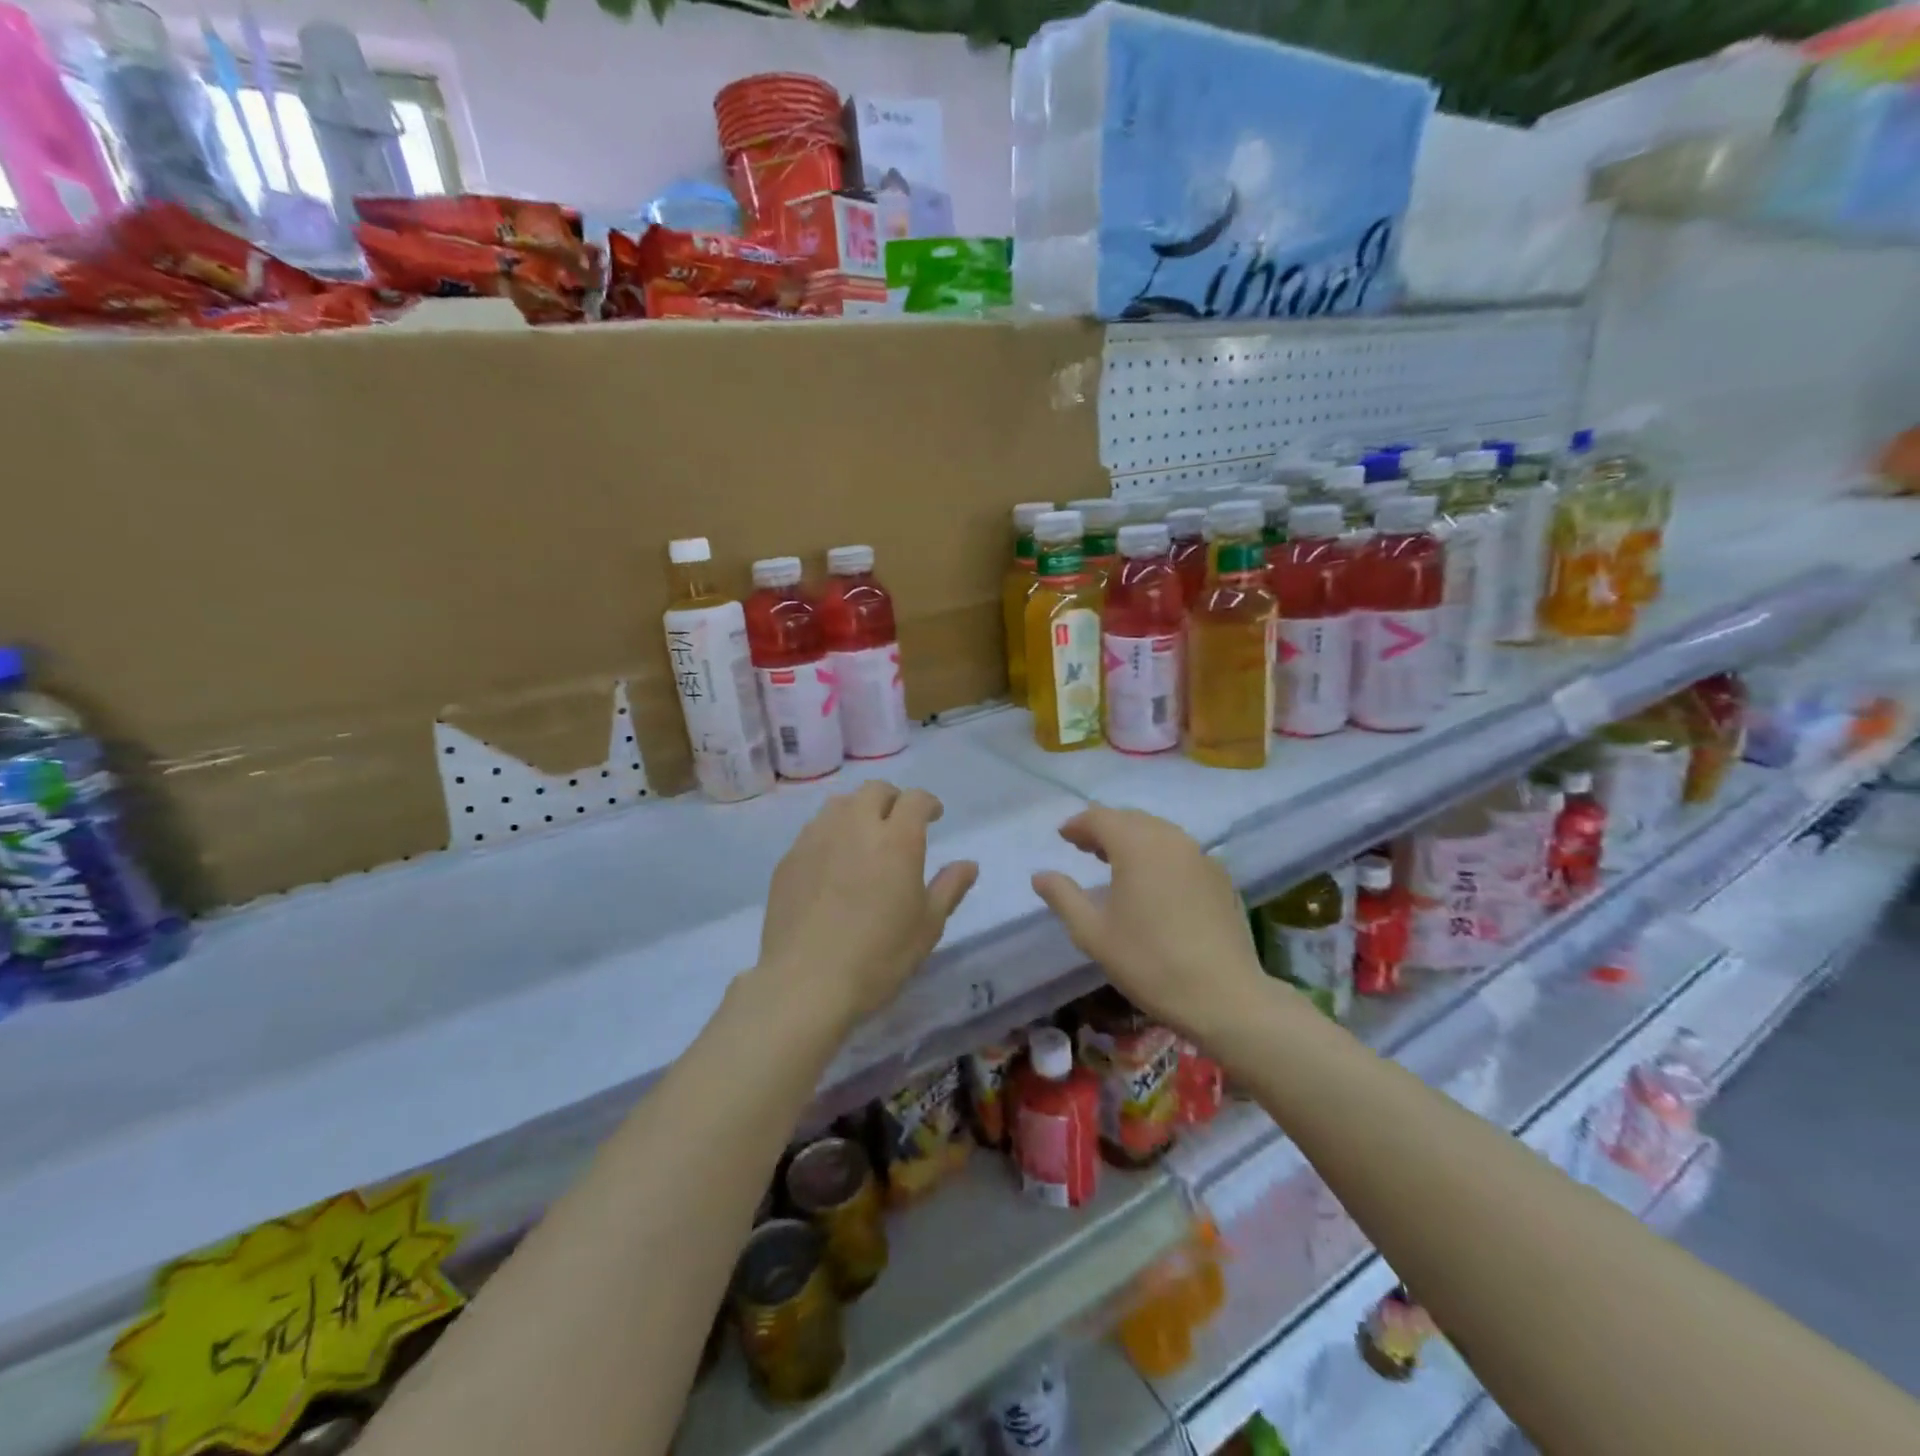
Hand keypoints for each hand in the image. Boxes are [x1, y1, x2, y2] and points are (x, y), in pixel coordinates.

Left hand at [758, 781, 978, 1028]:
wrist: (805, 982)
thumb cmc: (878, 956)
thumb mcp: (927, 927)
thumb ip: (949, 888)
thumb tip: (968, 865)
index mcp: (896, 840)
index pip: (915, 799)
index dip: (928, 803)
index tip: (934, 816)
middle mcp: (855, 827)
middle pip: (874, 790)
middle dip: (893, 799)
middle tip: (899, 823)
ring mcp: (816, 839)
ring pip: (840, 804)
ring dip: (858, 810)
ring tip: (864, 837)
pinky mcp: (789, 858)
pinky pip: (814, 829)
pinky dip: (831, 833)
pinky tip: (833, 862)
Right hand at [1031, 806, 1265, 1043]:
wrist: (1224, 996)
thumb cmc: (1149, 962)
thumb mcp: (1093, 933)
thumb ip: (1063, 897)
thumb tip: (1040, 875)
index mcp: (1137, 845)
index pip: (1100, 818)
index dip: (1078, 824)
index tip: (1063, 837)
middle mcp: (1170, 839)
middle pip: (1131, 819)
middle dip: (1105, 828)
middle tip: (1085, 848)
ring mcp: (1201, 855)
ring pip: (1159, 832)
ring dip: (1133, 839)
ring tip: (1115, 862)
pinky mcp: (1220, 876)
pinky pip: (1181, 851)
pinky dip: (1159, 854)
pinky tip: (1154, 882)